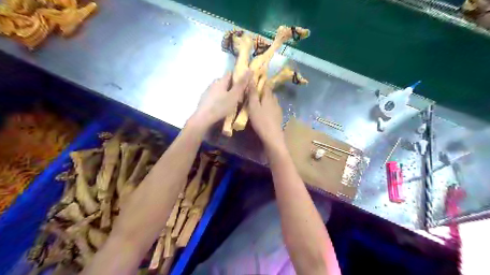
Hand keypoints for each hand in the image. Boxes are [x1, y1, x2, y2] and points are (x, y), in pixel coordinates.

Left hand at [190, 71, 252, 129]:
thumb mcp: (234, 96)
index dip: (237, 76)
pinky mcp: (204, 100)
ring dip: (224, 92)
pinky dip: (219, 99)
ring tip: (231, 101)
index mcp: (220, 81)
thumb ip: (242, 84)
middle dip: (231, 85)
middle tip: (239, 93)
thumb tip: (250, 70)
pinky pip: (214, 96)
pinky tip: (221, 106)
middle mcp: (213, 84)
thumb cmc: (220, 106)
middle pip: (223, 81)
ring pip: (218, 89)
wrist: (203, 118)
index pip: (230, 73)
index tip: (243, 82)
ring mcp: (207, 92)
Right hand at [247, 83, 284, 152]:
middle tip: (256, 92)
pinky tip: (266, 111)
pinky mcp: (279, 117)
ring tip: (260, 101)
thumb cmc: (261, 121)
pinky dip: (269, 106)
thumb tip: (252, 79)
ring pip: (273, 100)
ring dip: (267, 99)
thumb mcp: (253, 107)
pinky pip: (274, 107)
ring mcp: (278, 109)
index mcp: (269, 97)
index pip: (266, 86)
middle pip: (270, 93)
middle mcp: (275, 101)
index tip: (256, 80)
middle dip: (264, 91)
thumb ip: (253, 93)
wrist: (272, 136)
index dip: (262, 82)